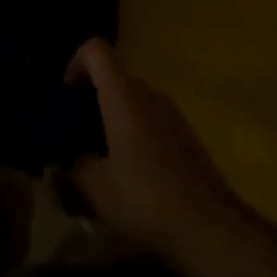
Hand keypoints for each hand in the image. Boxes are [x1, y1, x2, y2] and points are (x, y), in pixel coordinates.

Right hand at [63, 38, 241, 262]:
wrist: (210, 226)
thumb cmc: (146, 198)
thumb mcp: (98, 188)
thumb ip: (75, 166)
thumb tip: (66, 160)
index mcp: (123, 93)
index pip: (95, 50)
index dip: (75, 63)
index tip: (66, 96)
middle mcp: (148, 92)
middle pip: (114, 77)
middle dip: (92, 100)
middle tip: (77, 136)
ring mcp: (171, 112)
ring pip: (133, 101)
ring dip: (114, 120)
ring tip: (102, 160)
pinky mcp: (186, 135)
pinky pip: (151, 120)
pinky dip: (135, 134)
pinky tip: (133, 176)